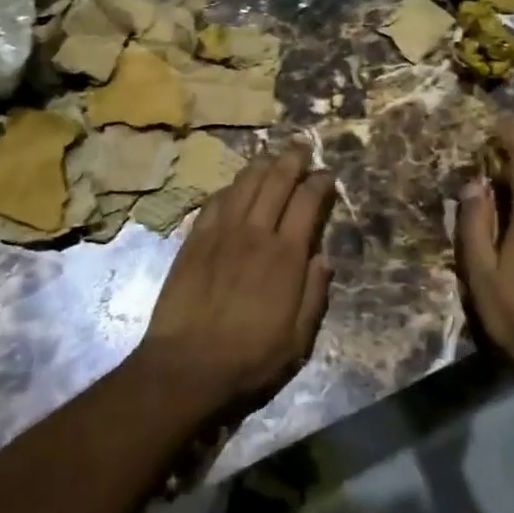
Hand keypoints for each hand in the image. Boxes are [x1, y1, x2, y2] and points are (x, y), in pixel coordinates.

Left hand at [137, 147, 334, 414]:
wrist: (186, 365)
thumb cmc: (248, 358)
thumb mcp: (296, 340)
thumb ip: (313, 295)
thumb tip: (323, 258)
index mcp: (285, 256)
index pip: (307, 203)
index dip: (319, 183)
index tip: (327, 175)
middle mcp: (255, 233)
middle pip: (276, 181)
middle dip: (292, 159)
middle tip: (302, 147)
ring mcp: (221, 232)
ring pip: (244, 183)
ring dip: (261, 165)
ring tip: (271, 156)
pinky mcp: (195, 239)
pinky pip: (215, 201)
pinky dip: (230, 188)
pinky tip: (235, 186)